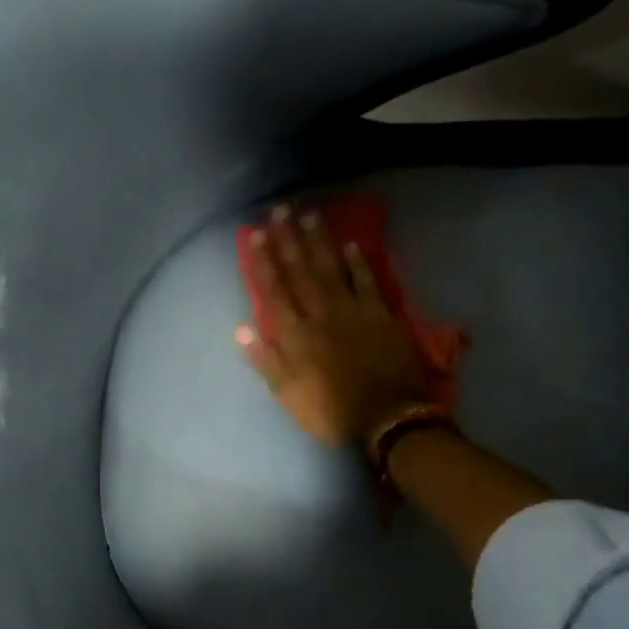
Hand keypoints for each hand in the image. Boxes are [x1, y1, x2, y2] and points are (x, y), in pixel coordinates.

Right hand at [238, 204, 432, 446]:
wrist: (388, 419)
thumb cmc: (331, 412)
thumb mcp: (288, 394)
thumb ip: (265, 360)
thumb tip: (241, 328)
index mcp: (295, 335)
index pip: (275, 291)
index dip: (265, 262)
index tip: (257, 234)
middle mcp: (320, 314)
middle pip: (301, 271)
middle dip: (289, 239)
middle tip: (280, 209)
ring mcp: (353, 311)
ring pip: (332, 268)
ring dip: (320, 241)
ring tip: (310, 215)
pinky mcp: (381, 315)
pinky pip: (367, 281)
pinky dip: (359, 263)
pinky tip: (350, 244)